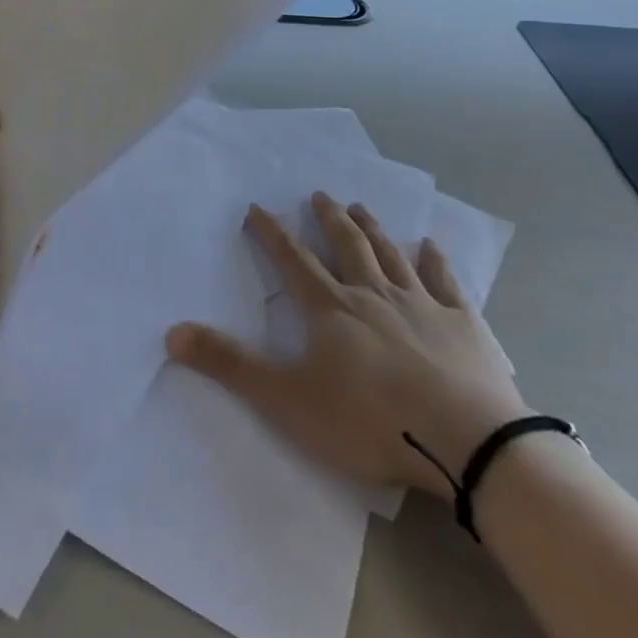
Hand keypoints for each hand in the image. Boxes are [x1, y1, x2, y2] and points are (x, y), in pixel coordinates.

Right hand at [167, 193, 526, 498]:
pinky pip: (445, 282)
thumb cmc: (369, 421)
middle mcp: (372, 294)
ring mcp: (421, 305)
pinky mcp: (462, 325)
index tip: (257, 207)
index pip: (292, 260)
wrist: (465, 443)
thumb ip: (229, 365)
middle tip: (320, 194)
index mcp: (330, 308)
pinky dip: (436, 261)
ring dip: (373, 229)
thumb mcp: (286, 399)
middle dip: (328, 218)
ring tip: (361, 206)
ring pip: (391, 255)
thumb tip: (172, 333)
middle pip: (346, 245)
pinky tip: (431, 246)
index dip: (271, 233)